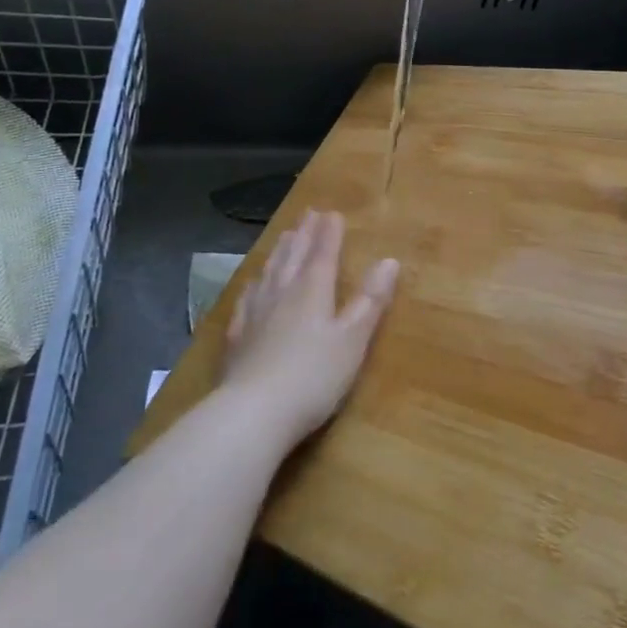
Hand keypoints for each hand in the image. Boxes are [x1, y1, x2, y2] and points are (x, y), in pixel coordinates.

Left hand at [220, 209, 397, 451]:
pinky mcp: (237, 338)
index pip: (323, 253)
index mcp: (312, 290)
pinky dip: (254, 285)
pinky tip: (252, 285)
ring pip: (269, 272)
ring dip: (279, 252)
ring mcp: (255, 314)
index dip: (329, 233)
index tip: (332, 213)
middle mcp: (282, 293)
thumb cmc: (313, 376)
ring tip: (285, 237)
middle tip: (308, 214)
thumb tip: (390, 260)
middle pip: (293, 256)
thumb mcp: (353, 339)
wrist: (252, 414)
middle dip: (304, 234)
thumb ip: (370, 300)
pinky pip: (246, 299)